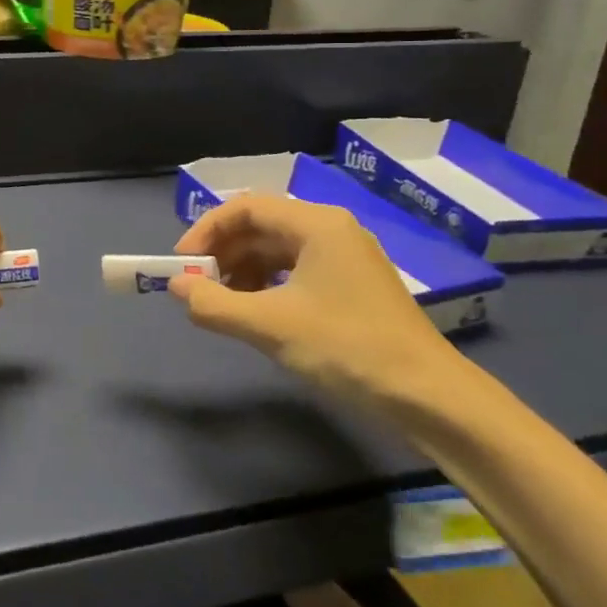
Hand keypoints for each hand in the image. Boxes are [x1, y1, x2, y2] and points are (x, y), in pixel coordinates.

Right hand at [170, 195, 459, 409]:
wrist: (431, 399)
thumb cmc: (348, 348)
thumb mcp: (271, 326)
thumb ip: (214, 304)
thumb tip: (175, 287)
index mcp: (316, 223)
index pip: (246, 207)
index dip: (206, 230)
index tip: (182, 264)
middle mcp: (331, 229)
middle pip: (261, 226)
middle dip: (223, 253)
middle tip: (197, 286)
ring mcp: (345, 258)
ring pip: (277, 250)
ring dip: (242, 271)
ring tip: (222, 303)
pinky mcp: (352, 286)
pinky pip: (296, 271)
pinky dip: (267, 286)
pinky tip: (256, 313)